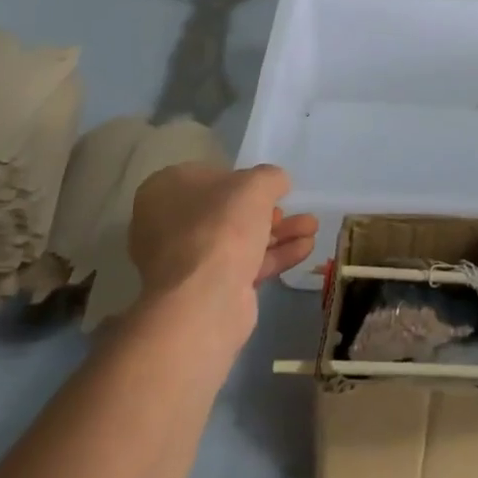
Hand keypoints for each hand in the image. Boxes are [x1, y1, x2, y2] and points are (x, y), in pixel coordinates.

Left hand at [128, 162, 318, 338]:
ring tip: (313, 229)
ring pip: (238, 240)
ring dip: (278, 233)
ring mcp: (184, 261)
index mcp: (165, 190)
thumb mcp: (256, 185)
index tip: (270, 188)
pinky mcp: (204, 291)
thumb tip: (276, 183)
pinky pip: (242, 266)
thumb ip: (270, 178)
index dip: (244, 181)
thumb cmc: (222, 227)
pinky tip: (304, 249)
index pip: (210, 177)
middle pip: (227, 212)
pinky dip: (273, 256)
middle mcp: (167, 224)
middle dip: (268, 212)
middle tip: (294, 210)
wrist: (204, 300)